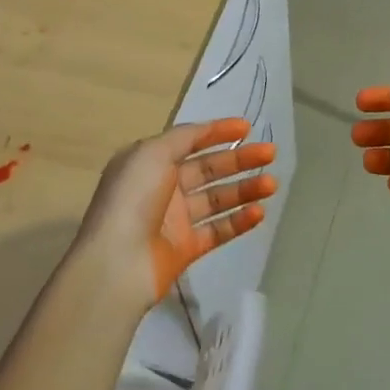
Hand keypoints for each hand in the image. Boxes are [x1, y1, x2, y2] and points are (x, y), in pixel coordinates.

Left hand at [71, 119, 277, 310]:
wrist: (117, 262)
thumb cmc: (133, 198)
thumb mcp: (152, 153)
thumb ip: (183, 138)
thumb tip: (206, 130)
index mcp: (149, 161)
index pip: (189, 140)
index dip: (217, 132)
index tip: (247, 127)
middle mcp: (162, 187)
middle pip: (208, 168)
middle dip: (239, 159)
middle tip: (270, 154)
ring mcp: (175, 220)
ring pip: (217, 199)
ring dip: (245, 189)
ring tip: (272, 184)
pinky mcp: (185, 249)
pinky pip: (218, 230)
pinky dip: (239, 221)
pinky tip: (260, 212)